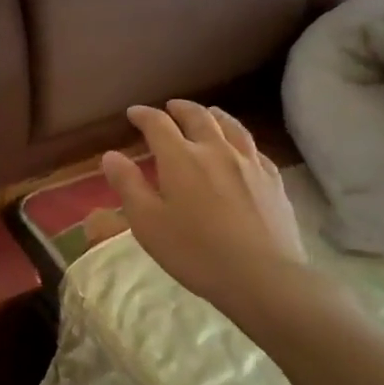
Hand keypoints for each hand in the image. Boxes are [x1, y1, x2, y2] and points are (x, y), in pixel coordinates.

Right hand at [101, 100, 307, 316]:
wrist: (262, 277)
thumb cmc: (195, 252)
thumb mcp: (147, 223)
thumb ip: (128, 185)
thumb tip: (111, 155)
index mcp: (181, 158)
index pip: (158, 124)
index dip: (144, 115)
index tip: (133, 113)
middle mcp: (216, 151)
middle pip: (198, 117)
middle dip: (180, 109)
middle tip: (170, 107)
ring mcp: (249, 164)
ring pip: (231, 127)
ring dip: (214, 115)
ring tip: (207, 113)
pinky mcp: (273, 181)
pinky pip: (254, 149)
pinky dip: (240, 140)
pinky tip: (241, 149)